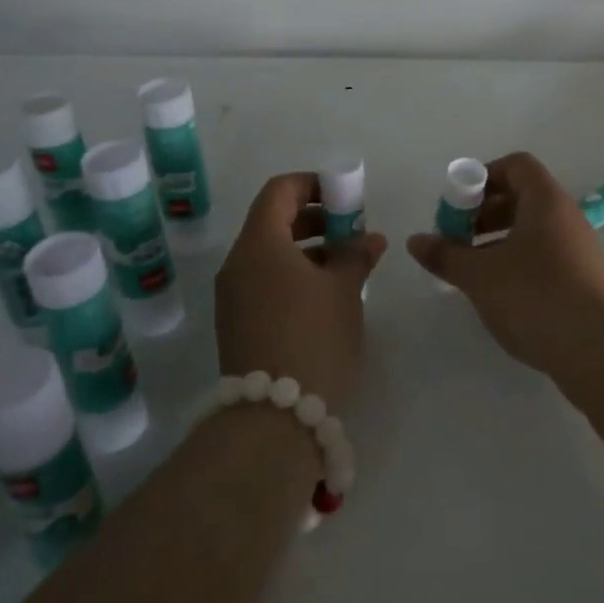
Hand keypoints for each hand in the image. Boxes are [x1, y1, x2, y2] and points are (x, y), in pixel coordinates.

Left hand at [215, 172, 386, 412]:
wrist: (273, 419)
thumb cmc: (313, 338)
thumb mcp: (343, 290)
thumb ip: (356, 255)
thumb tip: (370, 239)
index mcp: (258, 244)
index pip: (279, 190)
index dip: (313, 184)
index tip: (345, 196)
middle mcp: (237, 264)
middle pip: (273, 221)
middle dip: (316, 218)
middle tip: (352, 230)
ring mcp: (233, 296)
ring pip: (270, 254)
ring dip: (308, 248)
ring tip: (347, 264)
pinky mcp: (238, 323)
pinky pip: (265, 281)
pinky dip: (294, 274)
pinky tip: (327, 294)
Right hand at [406, 152, 603, 377]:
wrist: (601, 351)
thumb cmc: (536, 296)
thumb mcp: (480, 275)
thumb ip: (446, 255)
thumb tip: (415, 240)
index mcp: (546, 201)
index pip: (516, 166)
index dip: (483, 177)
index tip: (457, 206)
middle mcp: (567, 218)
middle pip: (522, 198)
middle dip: (483, 214)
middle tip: (457, 241)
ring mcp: (579, 251)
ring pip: (532, 232)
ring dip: (498, 243)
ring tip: (472, 273)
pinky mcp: (584, 282)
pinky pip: (545, 258)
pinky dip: (518, 265)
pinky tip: (500, 296)